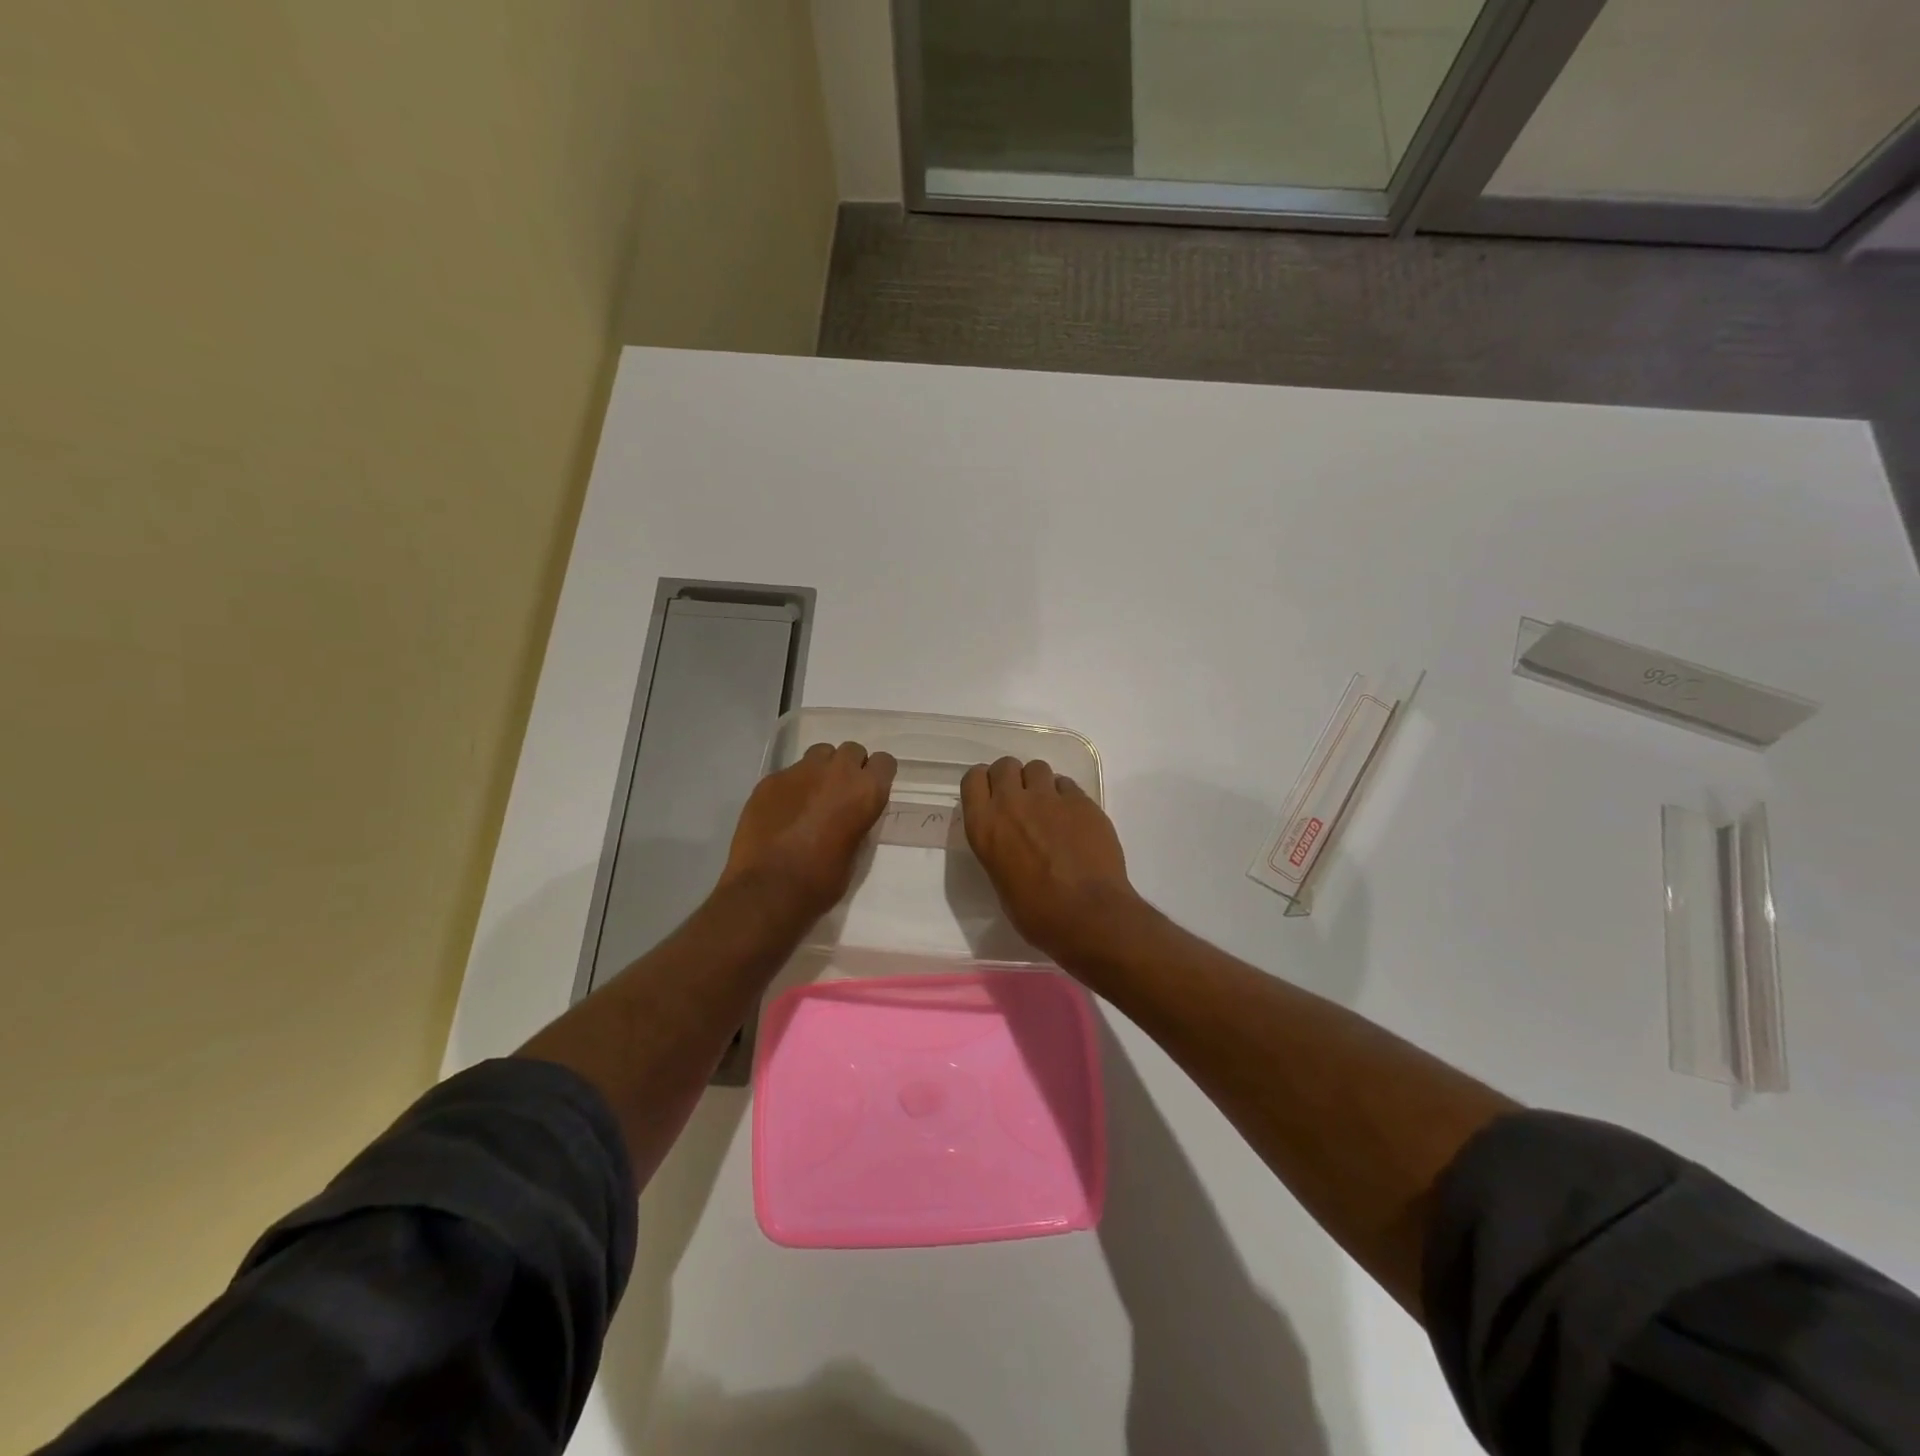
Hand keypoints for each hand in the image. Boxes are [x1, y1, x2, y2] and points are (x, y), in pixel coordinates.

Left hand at [722, 741, 895, 920]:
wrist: (768, 890)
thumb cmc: (821, 881)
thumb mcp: (856, 852)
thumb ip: (857, 822)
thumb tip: (849, 815)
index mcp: (865, 792)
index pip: (884, 762)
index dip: (877, 775)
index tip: (869, 790)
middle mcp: (836, 772)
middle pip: (851, 750)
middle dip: (849, 767)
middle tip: (840, 793)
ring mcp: (799, 771)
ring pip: (819, 754)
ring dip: (821, 770)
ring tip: (811, 796)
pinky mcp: (770, 780)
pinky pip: (788, 773)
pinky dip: (791, 787)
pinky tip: (782, 811)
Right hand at [961, 756, 1139, 964]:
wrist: (1089, 915)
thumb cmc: (1037, 914)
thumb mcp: (1000, 880)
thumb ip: (1000, 848)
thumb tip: (1012, 842)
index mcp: (985, 826)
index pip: (973, 779)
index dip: (983, 784)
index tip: (991, 795)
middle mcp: (1012, 804)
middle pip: (1005, 765)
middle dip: (1012, 778)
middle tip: (1021, 800)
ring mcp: (1049, 798)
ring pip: (1038, 768)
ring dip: (1040, 784)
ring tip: (1050, 808)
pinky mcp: (1081, 801)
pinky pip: (1068, 785)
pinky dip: (1067, 797)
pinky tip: (1074, 820)